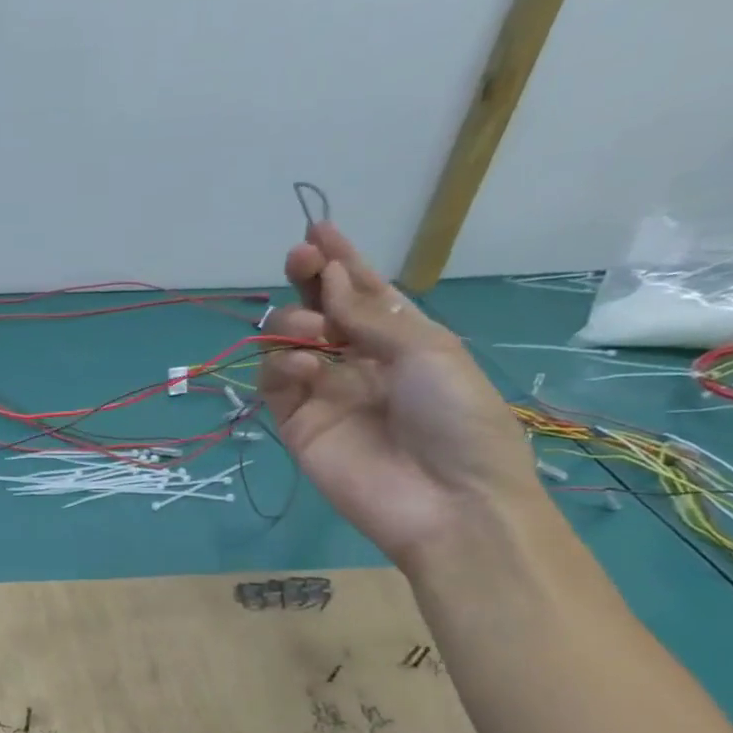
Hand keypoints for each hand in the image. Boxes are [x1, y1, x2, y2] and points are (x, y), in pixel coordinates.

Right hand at [258, 223, 544, 568]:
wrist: (448, 502)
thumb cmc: (457, 419)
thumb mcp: (429, 352)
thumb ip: (370, 316)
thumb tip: (330, 278)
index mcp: (400, 340)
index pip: (362, 293)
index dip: (340, 261)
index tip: (317, 231)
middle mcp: (357, 361)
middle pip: (318, 310)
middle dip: (308, 280)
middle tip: (300, 260)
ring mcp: (324, 393)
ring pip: (287, 342)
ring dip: (294, 322)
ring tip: (312, 331)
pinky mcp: (296, 424)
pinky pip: (274, 383)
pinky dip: (281, 367)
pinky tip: (304, 368)